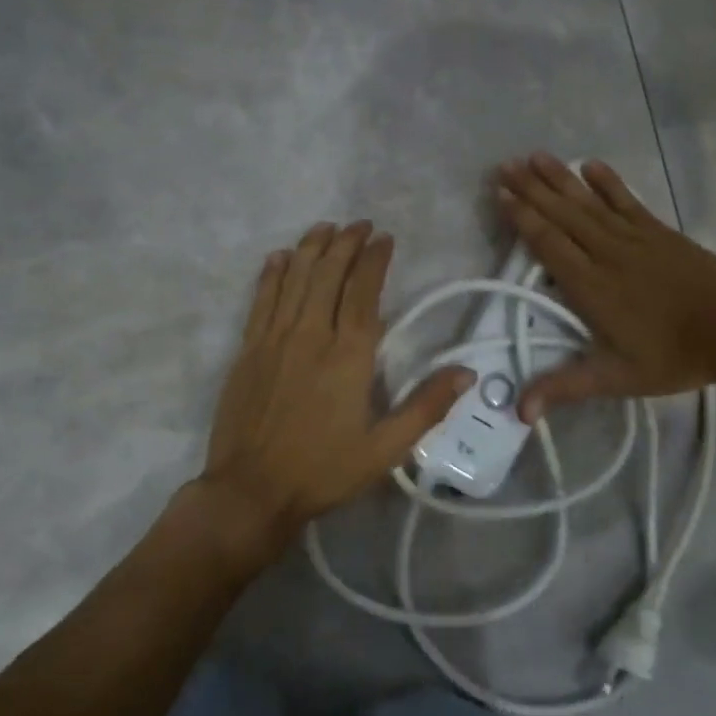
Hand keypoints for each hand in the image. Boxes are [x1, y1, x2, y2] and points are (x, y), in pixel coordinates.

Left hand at [200, 221, 472, 544]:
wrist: (252, 491)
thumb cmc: (324, 471)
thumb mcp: (386, 449)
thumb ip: (427, 407)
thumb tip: (467, 373)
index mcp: (349, 356)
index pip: (364, 292)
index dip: (374, 260)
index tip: (384, 238)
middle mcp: (311, 336)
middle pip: (328, 275)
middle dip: (345, 243)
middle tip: (359, 225)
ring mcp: (274, 340)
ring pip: (294, 279)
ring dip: (311, 249)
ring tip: (325, 228)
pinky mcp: (247, 351)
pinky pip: (261, 300)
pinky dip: (271, 275)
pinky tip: (279, 258)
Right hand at [497, 153, 715, 418]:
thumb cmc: (673, 358)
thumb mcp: (616, 378)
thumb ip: (565, 387)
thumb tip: (519, 411)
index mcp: (591, 287)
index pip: (548, 244)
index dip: (522, 218)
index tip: (501, 195)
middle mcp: (607, 254)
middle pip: (562, 215)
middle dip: (531, 189)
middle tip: (503, 165)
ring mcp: (636, 238)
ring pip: (589, 203)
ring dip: (560, 178)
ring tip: (535, 156)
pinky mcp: (660, 232)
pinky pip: (628, 201)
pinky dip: (608, 182)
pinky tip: (591, 165)